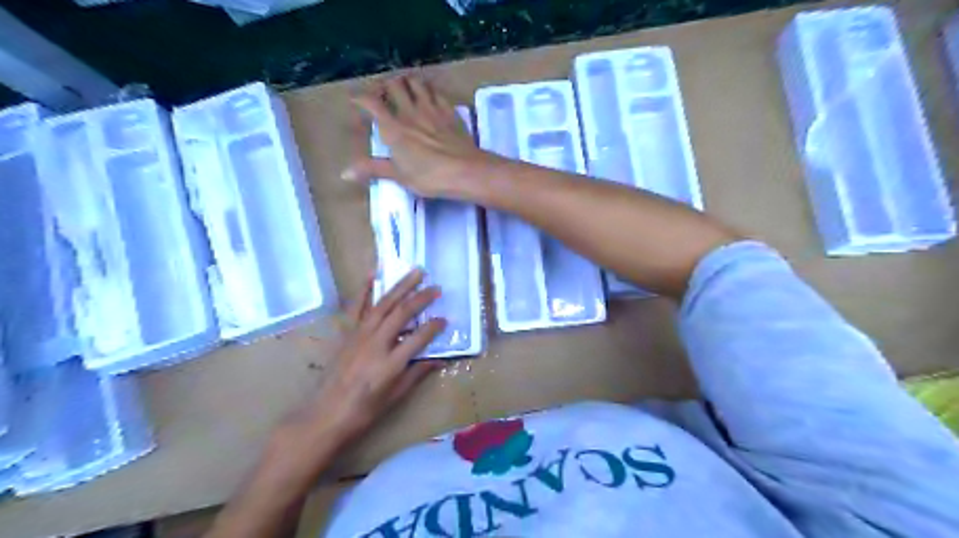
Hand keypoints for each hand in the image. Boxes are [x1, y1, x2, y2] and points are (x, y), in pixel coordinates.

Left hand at [289, 267, 444, 447]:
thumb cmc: (363, 411)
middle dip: (421, 298)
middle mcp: (376, 343)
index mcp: (390, 363)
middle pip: (402, 313)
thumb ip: (417, 373)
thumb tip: (439, 360)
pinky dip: (365, 290)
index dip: (434, 327)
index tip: (445, 319)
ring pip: (383, 304)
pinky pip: (357, 308)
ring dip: (400, 286)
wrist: (325, 415)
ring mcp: (359, 335)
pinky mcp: (347, 334)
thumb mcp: (395, 396)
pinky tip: (373, 275)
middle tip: (436, 287)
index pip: (419, 338)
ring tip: (415, 272)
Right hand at [341, 76, 497, 200]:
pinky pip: (436, 91)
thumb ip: (373, 169)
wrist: (465, 171)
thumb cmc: (430, 177)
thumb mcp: (399, 176)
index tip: (355, 99)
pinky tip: (429, 93)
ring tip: (404, 88)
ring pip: (415, 83)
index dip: (360, 97)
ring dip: (407, 82)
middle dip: (385, 85)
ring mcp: (431, 109)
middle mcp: (409, 112)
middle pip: (394, 85)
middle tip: (383, 93)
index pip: (371, 103)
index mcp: (393, 128)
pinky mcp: (449, 111)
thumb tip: (344, 173)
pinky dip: (428, 88)